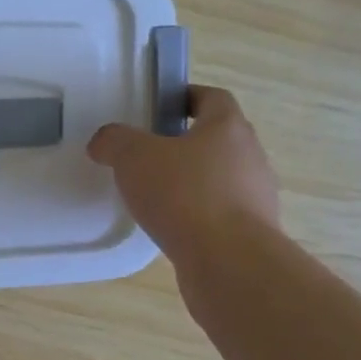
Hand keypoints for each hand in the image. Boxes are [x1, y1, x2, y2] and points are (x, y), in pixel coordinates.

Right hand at [87, 86, 278, 256]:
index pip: (213, 98)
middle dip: (185, 143)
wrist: (229, 262)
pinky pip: (220, 213)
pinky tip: (170, 227)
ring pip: (220, 178)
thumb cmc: (184, 195)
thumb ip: (115, 141)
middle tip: (148, 153)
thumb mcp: (134, 157)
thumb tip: (104, 141)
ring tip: (155, 195)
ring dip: (192, 182)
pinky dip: (197, 215)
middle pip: (218, 139)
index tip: (159, 107)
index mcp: (227, 127)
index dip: (186, 97)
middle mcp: (250, 156)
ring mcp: (256, 197)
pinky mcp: (251, 233)